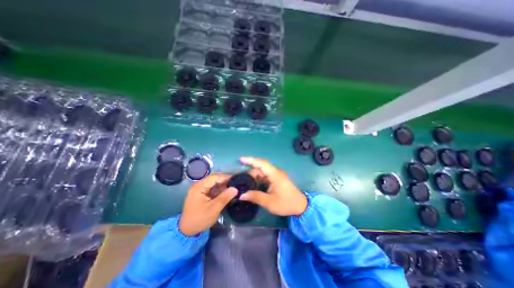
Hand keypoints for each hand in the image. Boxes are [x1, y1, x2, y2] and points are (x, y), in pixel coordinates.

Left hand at [179, 173, 237, 236]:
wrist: (187, 231)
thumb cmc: (200, 219)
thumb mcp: (214, 209)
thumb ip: (225, 197)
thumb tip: (235, 188)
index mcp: (199, 187)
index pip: (214, 177)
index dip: (225, 177)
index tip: (236, 179)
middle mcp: (199, 186)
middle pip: (214, 179)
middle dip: (225, 181)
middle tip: (236, 183)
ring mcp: (200, 190)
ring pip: (214, 184)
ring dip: (223, 185)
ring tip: (233, 188)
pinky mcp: (201, 194)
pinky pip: (212, 189)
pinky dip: (219, 190)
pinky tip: (226, 192)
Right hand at [239, 157, 306, 215]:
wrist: (301, 206)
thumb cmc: (286, 203)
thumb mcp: (269, 202)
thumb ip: (255, 197)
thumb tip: (241, 195)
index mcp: (275, 175)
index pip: (262, 163)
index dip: (251, 160)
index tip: (241, 159)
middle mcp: (275, 172)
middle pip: (260, 168)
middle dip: (250, 172)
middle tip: (240, 179)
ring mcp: (276, 175)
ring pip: (262, 172)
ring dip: (254, 176)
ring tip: (244, 182)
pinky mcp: (276, 179)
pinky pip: (265, 176)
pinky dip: (258, 179)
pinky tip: (253, 184)